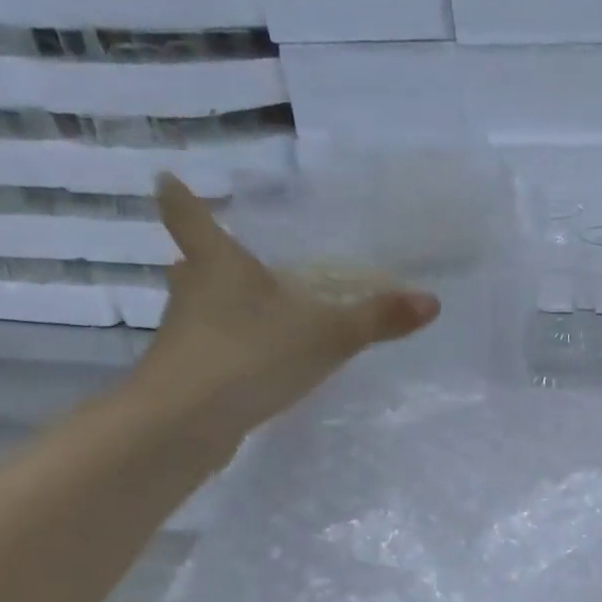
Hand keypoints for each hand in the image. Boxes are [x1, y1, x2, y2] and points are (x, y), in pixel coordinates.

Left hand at [132, 174, 439, 435]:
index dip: (181, 197)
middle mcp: (194, 292)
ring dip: (219, 307)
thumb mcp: (329, 335)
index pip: (191, 218)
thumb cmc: (251, 353)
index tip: (168, 179)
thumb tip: (433, 301)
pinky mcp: (186, 374)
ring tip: (255, 314)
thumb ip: (378, 319)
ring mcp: (184, 335)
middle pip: (193, 265)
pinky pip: (210, 349)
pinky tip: (256, 365)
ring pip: (200, 309)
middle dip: (206, 260)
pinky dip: (228, 349)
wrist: (187, 422)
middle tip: (229, 258)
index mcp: (220, 264)